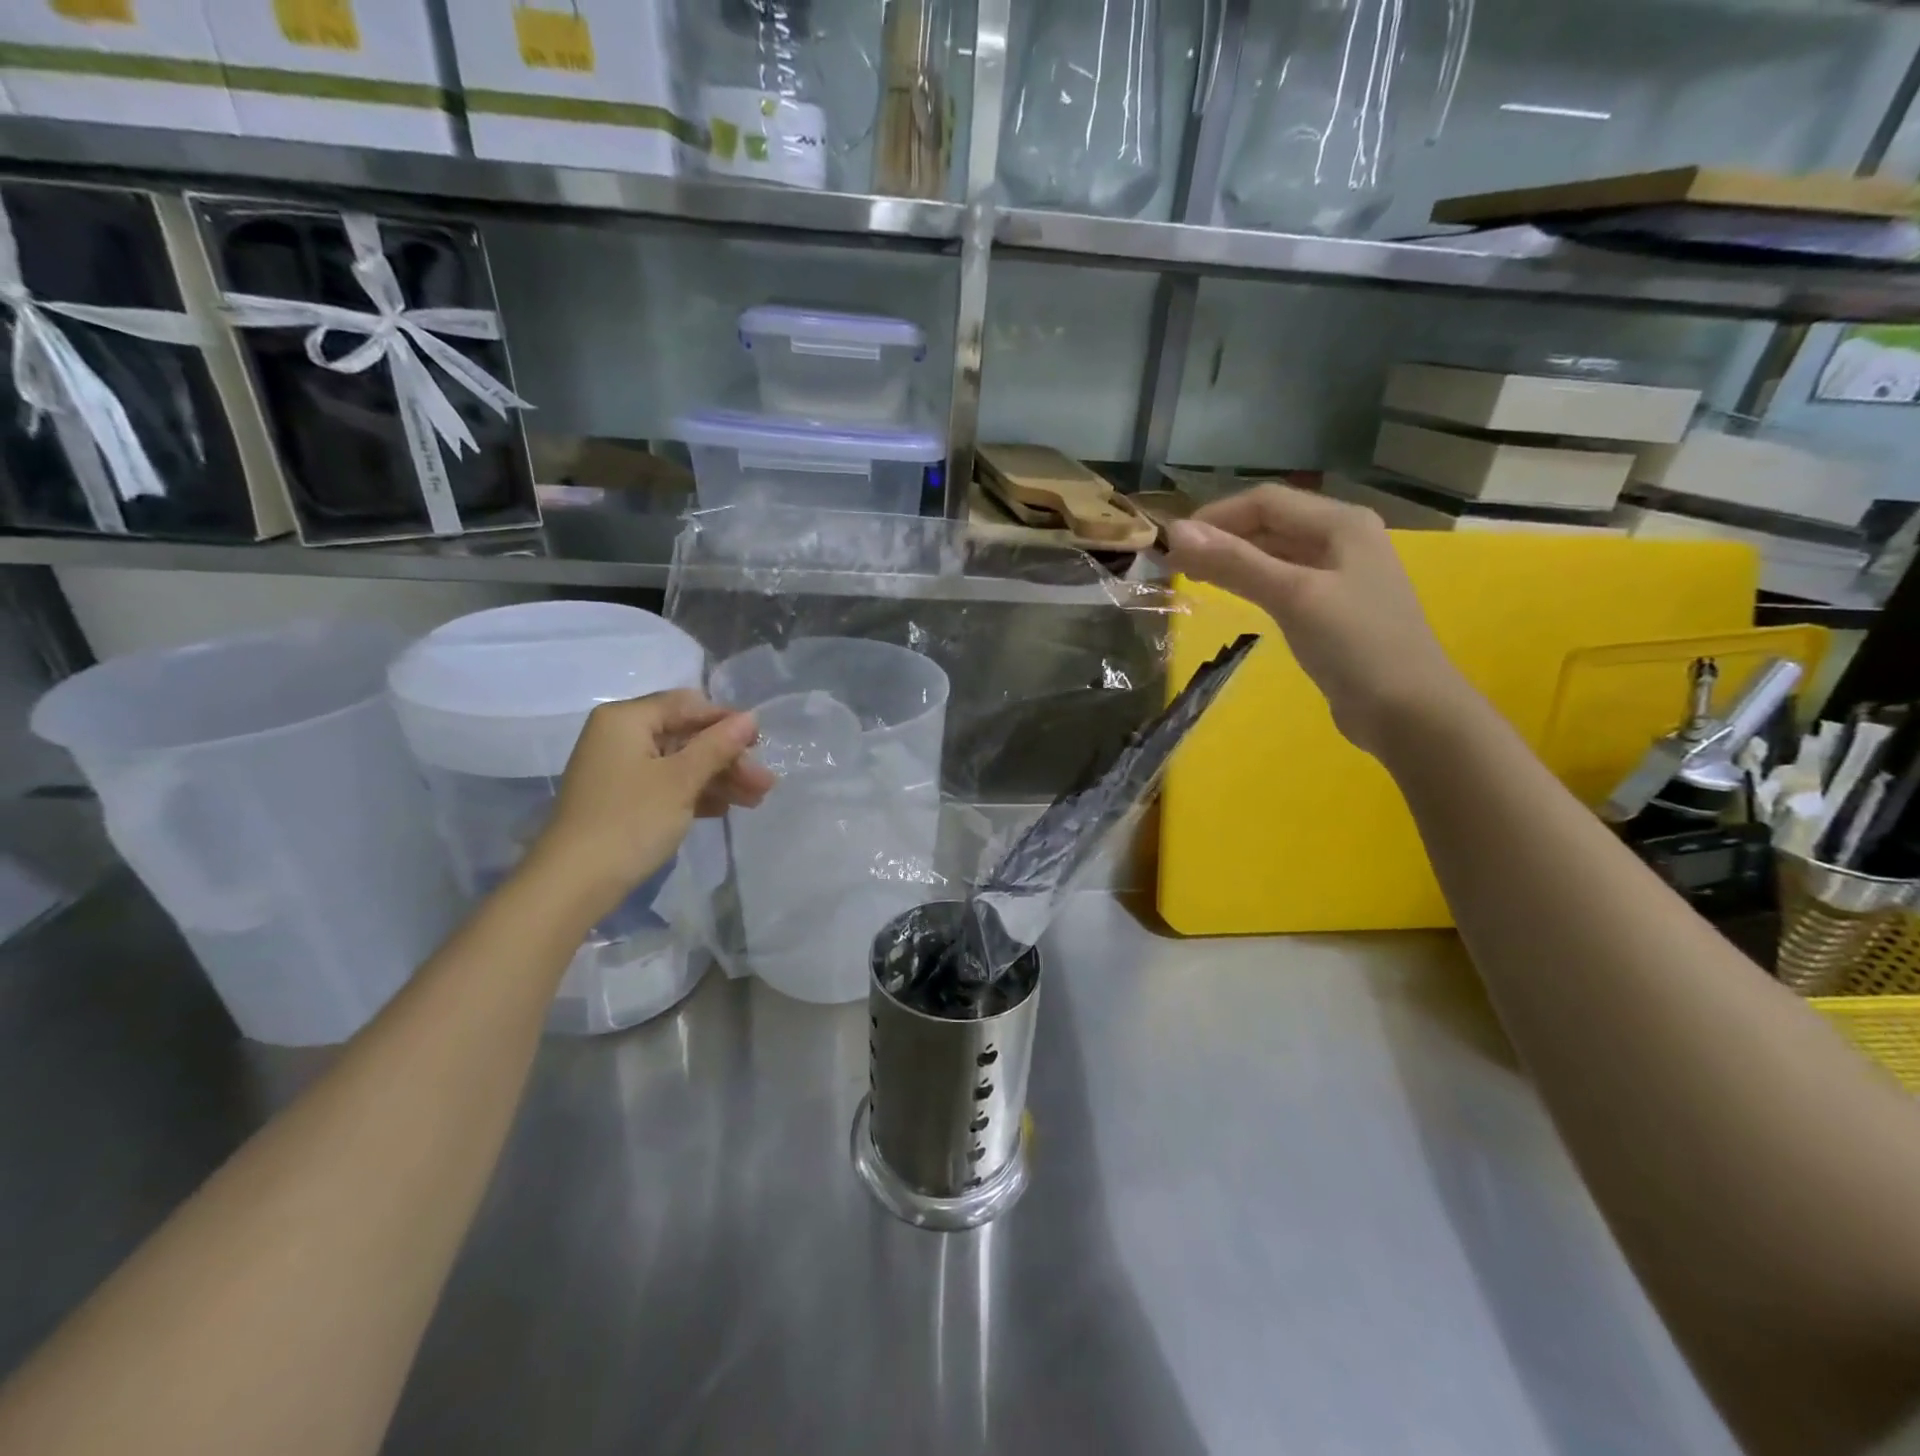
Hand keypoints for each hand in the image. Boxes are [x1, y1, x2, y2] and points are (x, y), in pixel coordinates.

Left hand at [530, 690, 774, 917]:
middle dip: (728, 758)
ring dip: (719, 778)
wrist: (573, 883)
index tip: (761, 744)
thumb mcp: (681, 780)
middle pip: (687, 735)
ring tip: (756, 800)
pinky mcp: (623, 798)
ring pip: (681, 763)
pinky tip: (726, 809)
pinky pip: (667, 784)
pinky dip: (696, 794)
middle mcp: (620, 736)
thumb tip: (751, 717)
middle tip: (764, 783)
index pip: (688, 705)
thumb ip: (718, 746)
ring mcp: (620, 769)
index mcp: (627, 719)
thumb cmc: (630, 821)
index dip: (727, 721)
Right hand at [1165, 484, 1470, 754]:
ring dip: (1234, 560)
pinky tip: (1231, 595)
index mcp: (1341, 523)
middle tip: (1174, 564)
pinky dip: (1252, 582)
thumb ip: (1235, 562)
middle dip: (1221, 538)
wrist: (1408, 711)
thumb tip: (1177, 533)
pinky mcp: (1332, 607)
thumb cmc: (1355, 645)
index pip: (1265, 502)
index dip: (1215, 517)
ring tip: (1193, 577)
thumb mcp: (1292, 596)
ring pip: (1275, 553)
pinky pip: (1283, 581)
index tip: (1172, 544)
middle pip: (1271, 524)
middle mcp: (1342, 538)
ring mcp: (1340, 574)